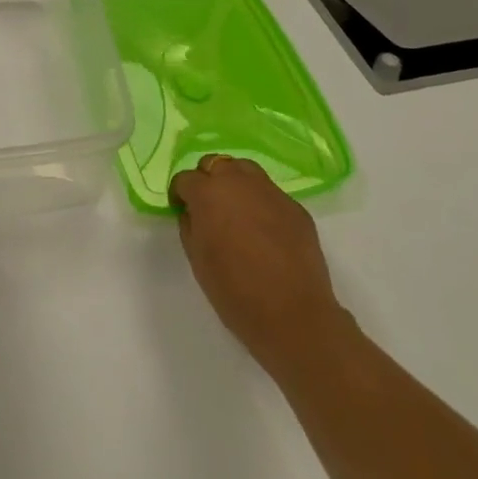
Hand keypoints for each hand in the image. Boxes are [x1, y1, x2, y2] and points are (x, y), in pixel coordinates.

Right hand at [170, 156, 347, 374]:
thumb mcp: (196, 257)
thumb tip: (194, 212)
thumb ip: (190, 225)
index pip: (185, 179)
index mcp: (208, 193)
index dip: (180, 195)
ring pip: (246, 170)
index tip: (182, 211)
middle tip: (209, 208)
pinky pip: (270, 194)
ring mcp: (272, 193)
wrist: (292, 314)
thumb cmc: (234, 290)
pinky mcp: (296, 208)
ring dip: (235, 183)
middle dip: (208, 181)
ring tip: (236, 211)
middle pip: (216, 164)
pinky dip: (261, 203)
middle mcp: (239, 183)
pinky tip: (264, 231)